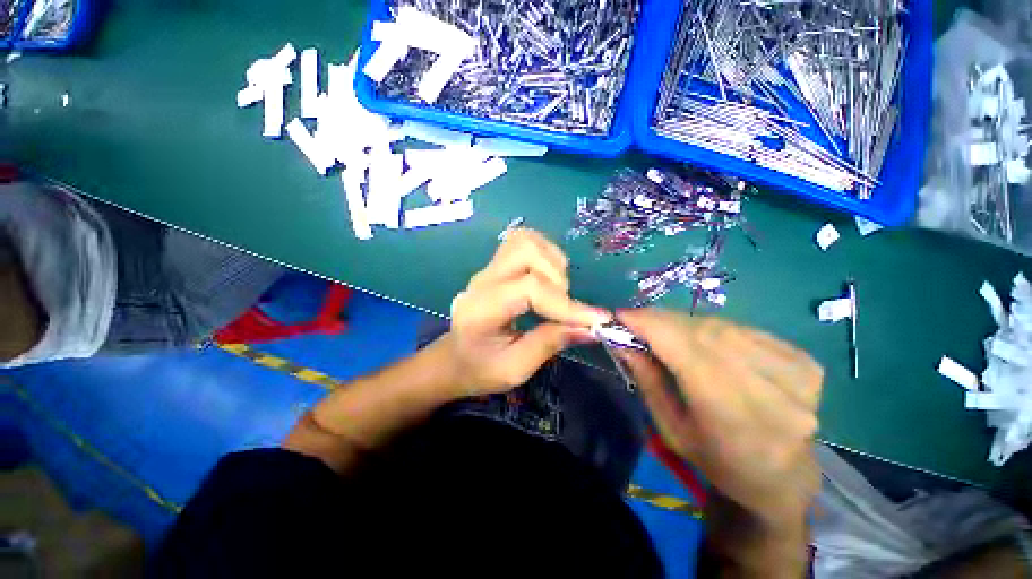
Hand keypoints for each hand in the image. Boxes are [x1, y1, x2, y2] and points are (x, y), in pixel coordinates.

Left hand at [443, 229, 609, 395]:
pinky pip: (524, 243)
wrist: (455, 358)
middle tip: (564, 306)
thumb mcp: (515, 369)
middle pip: (525, 250)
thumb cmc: (481, 369)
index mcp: (481, 309)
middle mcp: (483, 280)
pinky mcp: (496, 266)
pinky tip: (548, 278)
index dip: (565, 304)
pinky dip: (545, 255)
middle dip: (556, 277)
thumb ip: (550, 343)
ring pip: (525, 240)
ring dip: (552, 261)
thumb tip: (591, 327)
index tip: (596, 321)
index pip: (528, 288)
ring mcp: (488, 268)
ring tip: (557, 290)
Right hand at [617, 309, 822, 523]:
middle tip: (638, 320)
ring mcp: (795, 373)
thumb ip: (647, 379)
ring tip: (667, 331)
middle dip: (662, 320)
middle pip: (703, 332)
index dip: (649, 323)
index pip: (684, 348)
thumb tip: (623, 340)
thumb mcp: (669, 427)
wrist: (781, 478)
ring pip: (722, 326)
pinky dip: (715, 329)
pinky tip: (706, 342)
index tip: (621, 314)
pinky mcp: (806, 362)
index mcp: (730, 415)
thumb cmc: (716, 460)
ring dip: (686, 324)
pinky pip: (743, 330)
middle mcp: (770, 390)